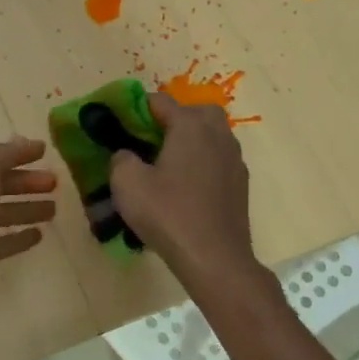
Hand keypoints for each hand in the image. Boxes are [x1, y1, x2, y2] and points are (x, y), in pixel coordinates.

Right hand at [109, 94, 256, 280]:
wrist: (214, 258)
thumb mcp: (127, 184)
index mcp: (190, 126)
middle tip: (148, 141)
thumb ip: (121, 158)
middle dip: (171, 119)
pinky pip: (217, 159)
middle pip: (194, 112)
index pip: (160, 101)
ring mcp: (234, 158)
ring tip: (165, 164)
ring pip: (210, 135)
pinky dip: (201, 162)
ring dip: (189, 140)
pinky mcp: (240, 183)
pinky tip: (185, 187)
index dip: (135, 108)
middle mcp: (217, 134)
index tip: (118, 123)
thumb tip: (127, 154)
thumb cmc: (168, 214)